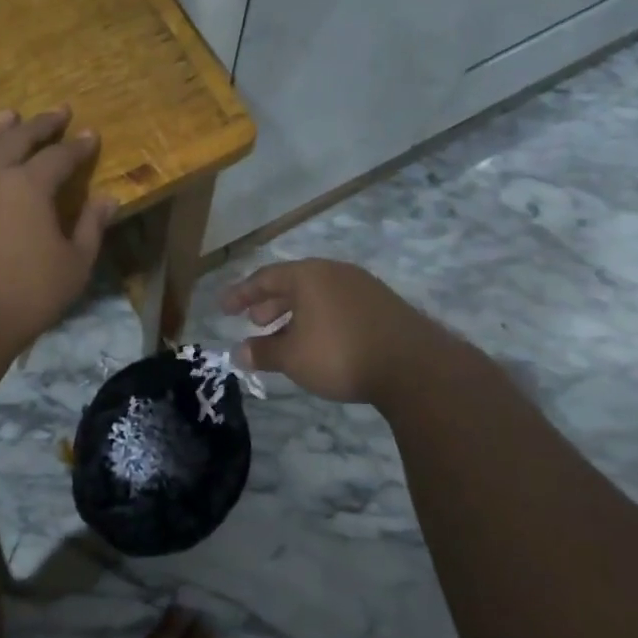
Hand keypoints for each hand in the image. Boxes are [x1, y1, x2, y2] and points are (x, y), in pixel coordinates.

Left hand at [0, 108, 116, 348]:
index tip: (91, 134)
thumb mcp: (74, 266)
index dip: (78, 146)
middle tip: (58, 111)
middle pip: (19, 139)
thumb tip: (108, 198)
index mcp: (30, 186)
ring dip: (0, 129)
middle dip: (42, 124)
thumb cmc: (25, 296)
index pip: (60, 156)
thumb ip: (91, 227)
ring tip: (10, 116)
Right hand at [221, 259, 439, 404]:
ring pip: (318, 294)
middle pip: (293, 282)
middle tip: (255, 322)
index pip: (265, 277)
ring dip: (296, 313)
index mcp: (308, 275)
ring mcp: (362, 286)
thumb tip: (238, 352)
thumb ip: (263, 352)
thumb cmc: (340, 354)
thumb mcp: (293, 357)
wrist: (414, 366)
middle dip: (270, 303)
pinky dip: (320, 318)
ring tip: (285, 336)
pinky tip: (321, 342)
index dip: (241, 293)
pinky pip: (339, 304)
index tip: (223, 308)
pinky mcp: (383, 304)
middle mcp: (334, 272)